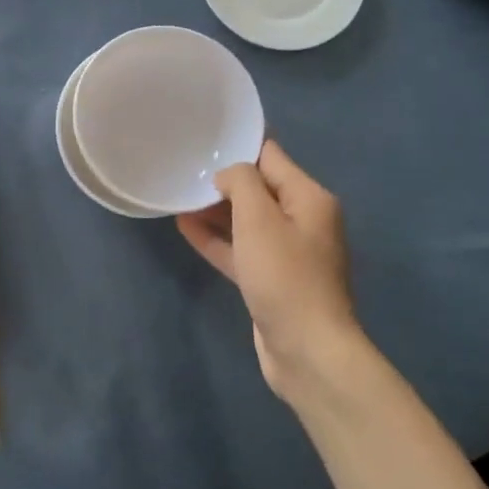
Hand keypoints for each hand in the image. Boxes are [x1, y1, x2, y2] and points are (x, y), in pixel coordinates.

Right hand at [177, 140, 362, 401]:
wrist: (307, 349)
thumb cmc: (284, 275)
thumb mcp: (259, 218)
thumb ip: (241, 183)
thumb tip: (227, 175)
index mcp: (309, 198)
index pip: (271, 157)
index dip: (239, 147)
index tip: (204, 139)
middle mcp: (302, 220)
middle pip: (258, 189)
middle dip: (223, 180)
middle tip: (184, 169)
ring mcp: (287, 253)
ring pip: (246, 221)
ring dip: (215, 210)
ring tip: (179, 196)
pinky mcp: (271, 280)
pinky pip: (241, 249)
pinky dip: (217, 238)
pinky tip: (185, 227)